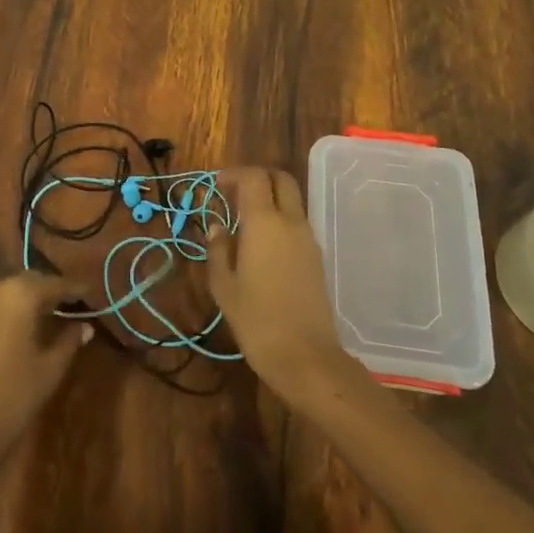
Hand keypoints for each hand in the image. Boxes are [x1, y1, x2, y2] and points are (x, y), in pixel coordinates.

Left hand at [0, 274, 91, 466]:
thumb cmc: (13, 398)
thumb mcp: (50, 369)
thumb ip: (69, 340)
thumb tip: (84, 326)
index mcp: (19, 294)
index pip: (54, 283)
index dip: (73, 289)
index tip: (87, 294)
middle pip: (25, 283)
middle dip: (44, 293)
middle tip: (62, 306)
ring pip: (0, 294)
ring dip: (17, 302)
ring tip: (33, 320)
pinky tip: (2, 336)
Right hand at [207, 168, 354, 401]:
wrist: (306, 357)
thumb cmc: (256, 320)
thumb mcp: (224, 286)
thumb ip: (218, 249)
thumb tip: (217, 227)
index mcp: (264, 222)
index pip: (254, 177)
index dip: (234, 174)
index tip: (216, 186)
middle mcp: (290, 222)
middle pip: (280, 179)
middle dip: (257, 177)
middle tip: (233, 193)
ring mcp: (308, 239)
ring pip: (291, 201)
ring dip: (269, 199)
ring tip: (243, 221)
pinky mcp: (316, 258)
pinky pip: (297, 223)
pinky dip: (279, 219)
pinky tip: (261, 244)